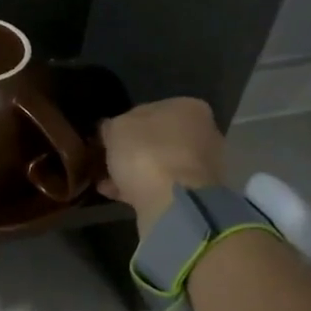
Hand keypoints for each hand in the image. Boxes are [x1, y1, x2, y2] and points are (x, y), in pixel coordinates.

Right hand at [98, 97, 226, 234]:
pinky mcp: (198, 194)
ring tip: (106, 181)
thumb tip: (109, 129)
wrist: (174, 202)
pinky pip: (163, 186)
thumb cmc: (146, 153)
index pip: (150, 110)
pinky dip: (142, 189)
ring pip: (161, 165)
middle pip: (159, 139)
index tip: (107, 138)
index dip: (125, 123)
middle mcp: (204, 132)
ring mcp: (204, 166)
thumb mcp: (116, 129)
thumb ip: (111, 125)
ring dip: (135, 172)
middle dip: (133, 150)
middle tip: (107, 160)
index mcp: (188, 108)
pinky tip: (117, 195)